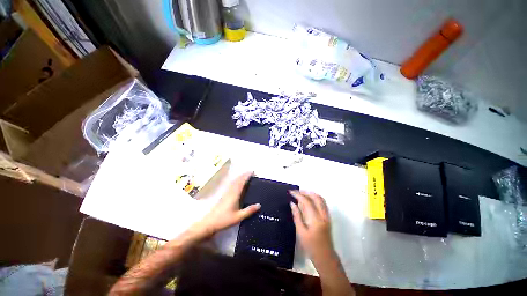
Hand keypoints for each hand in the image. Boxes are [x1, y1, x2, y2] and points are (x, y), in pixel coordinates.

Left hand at [190, 172, 260, 238]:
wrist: (209, 223)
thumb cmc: (224, 220)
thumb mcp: (238, 217)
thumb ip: (249, 211)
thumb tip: (259, 205)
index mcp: (234, 195)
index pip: (241, 182)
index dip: (246, 176)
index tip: (252, 172)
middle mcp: (230, 191)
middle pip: (237, 180)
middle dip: (244, 175)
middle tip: (251, 172)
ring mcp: (226, 193)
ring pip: (233, 181)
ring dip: (239, 177)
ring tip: (245, 175)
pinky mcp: (223, 195)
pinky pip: (231, 184)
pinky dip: (235, 181)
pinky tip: (236, 183)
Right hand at [290, 191, 335, 264]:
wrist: (325, 257)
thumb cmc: (311, 246)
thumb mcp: (300, 232)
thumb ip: (297, 216)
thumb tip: (292, 203)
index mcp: (315, 219)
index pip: (307, 201)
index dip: (298, 195)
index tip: (291, 192)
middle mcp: (323, 215)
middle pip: (316, 197)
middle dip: (305, 192)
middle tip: (296, 192)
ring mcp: (327, 216)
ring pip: (321, 199)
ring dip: (311, 194)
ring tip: (302, 194)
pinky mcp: (328, 218)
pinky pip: (323, 203)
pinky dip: (315, 198)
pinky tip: (309, 200)